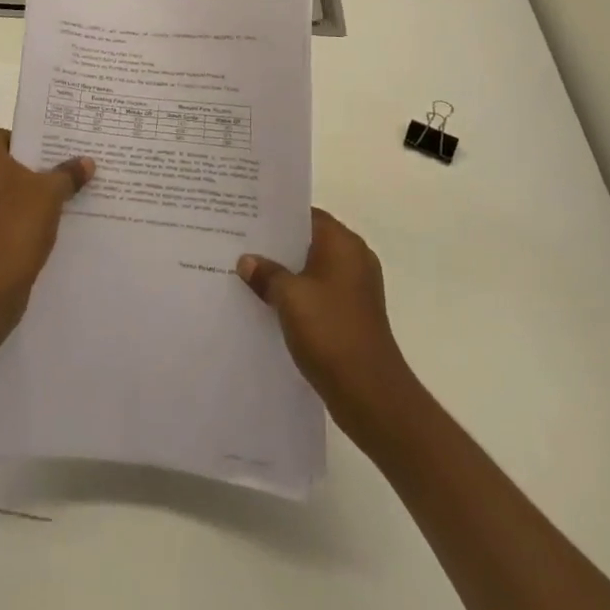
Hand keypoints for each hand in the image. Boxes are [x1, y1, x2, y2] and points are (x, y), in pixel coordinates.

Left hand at [0, 127, 93, 309]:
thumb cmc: (18, 224)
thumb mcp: (52, 194)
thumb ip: (68, 174)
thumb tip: (86, 162)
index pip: (0, 135)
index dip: (24, 143)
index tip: (46, 157)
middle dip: (21, 171)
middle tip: (50, 179)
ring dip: (11, 198)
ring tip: (43, 208)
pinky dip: (1, 221)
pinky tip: (25, 234)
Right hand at [238, 209, 418, 430]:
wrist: (371, 395)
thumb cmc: (330, 332)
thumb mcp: (289, 297)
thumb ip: (266, 273)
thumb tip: (247, 261)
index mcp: (343, 243)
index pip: (306, 215)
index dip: (276, 215)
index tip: (246, 217)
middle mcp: (353, 259)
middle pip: (308, 241)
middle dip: (276, 246)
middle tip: (239, 244)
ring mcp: (355, 289)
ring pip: (311, 269)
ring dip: (285, 273)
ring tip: (247, 273)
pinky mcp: (351, 315)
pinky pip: (318, 293)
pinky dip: (297, 295)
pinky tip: (268, 304)